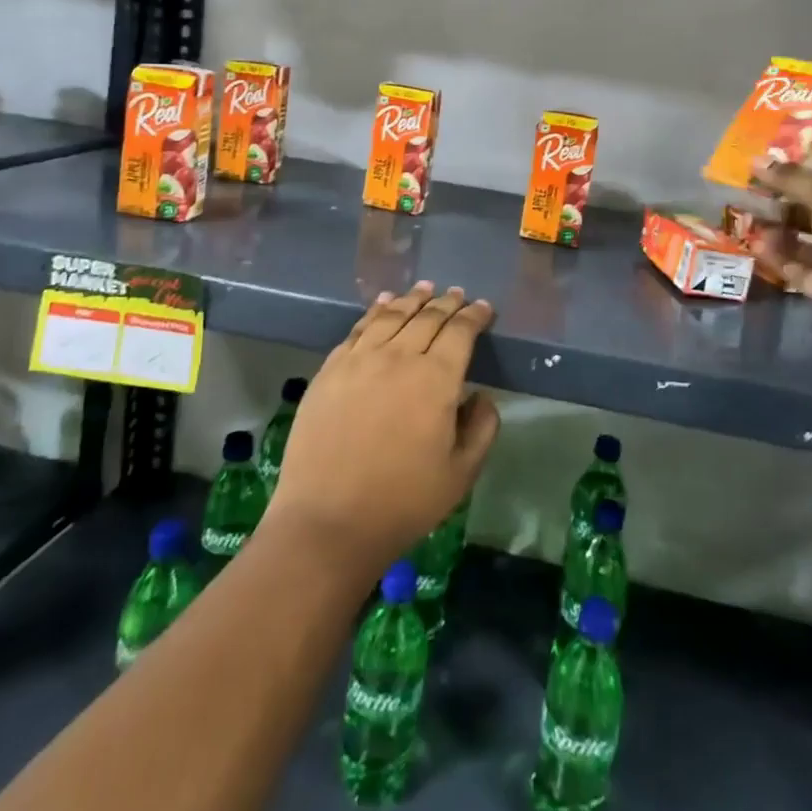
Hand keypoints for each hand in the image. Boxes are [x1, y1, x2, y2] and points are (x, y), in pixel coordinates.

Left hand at [265, 282, 500, 582]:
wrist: (327, 521)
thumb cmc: (403, 502)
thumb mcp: (461, 474)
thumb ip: (481, 428)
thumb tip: (480, 396)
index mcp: (436, 379)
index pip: (460, 332)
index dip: (474, 316)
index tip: (484, 309)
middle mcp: (399, 357)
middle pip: (427, 318)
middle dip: (446, 303)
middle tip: (457, 294)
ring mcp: (360, 360)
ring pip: (391, 316)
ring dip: (411, 299)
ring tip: (424, 288)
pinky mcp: (330, 370)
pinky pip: (357, 329)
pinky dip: (374, 311)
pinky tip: (382, 304)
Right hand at [752, 161, 811, 360]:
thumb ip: (793, 180)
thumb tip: (758, 160)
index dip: (801, 180)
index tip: (768, 175)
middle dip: (785, 207)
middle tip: (753, 198)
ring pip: (807, 244)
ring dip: (779, 233)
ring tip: (750, 222)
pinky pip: (800, 270)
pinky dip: (780, 259)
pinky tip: (756, 247)